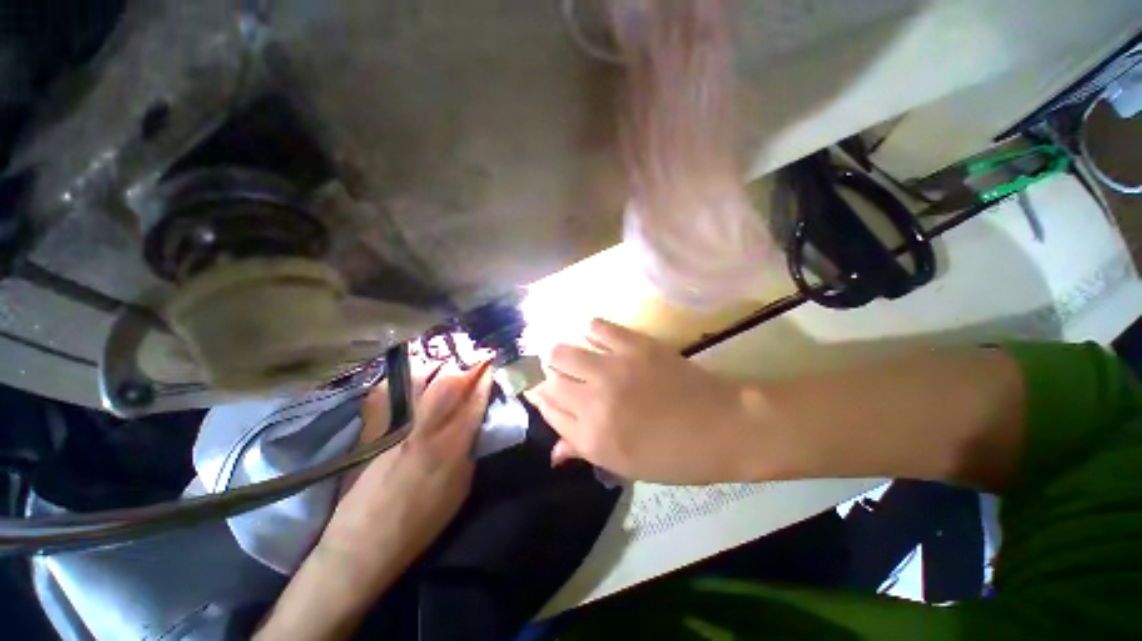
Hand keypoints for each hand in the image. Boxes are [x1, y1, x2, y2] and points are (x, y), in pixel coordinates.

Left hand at [320, 362, 491, 573]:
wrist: (360, 544)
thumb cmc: (420, 522)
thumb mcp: (461, 489)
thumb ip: (470, 449)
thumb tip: (476, 421)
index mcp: (450, 446)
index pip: (474, 400)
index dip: (484, 379)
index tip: (490, 366)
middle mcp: (423, 428)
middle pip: (448, 381)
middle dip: (465, 366)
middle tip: (473, 360)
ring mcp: (394, 424)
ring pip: (419, 377)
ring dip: (437, 366)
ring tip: (445, 365)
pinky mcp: (371, 426)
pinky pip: (389, 387)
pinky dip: (405, 376)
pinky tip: (414, 376)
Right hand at [530, 319, 783, 483]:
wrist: (722, 426)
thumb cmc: (673, 455)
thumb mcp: (624, 465)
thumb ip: (583, 450)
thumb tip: (553, 451)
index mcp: (592, 436)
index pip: (547, 409)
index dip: (542, 399)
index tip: (545, 392)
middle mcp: (594, 400)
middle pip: (549, 377)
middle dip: (550, 377)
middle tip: (564, 376)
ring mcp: (613, 368)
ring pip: (563, 350)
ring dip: (563, 354)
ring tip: (577, 356)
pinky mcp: (634, 344)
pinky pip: (597, 327)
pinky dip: (592, 331)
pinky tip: (598, 338)